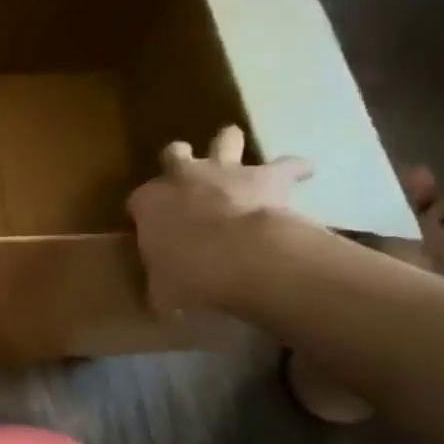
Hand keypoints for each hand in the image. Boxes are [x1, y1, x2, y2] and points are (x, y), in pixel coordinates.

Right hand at [125, 127, 313, 314]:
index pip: (139, 200)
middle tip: (187, 169)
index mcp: (149, 203)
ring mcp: (224, 171)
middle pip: (174, 154)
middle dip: (179, 157)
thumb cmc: (188, 274)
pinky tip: (304, 172)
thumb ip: (161, 289)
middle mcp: (182, 177)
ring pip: (225, 140)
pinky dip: (295, 169)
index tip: (151, 224)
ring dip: (230, 144)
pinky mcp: (266, 176)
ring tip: (238, 149)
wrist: (237, 256)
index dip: (145, 211)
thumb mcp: (163, 291)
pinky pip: (287, 165)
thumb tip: (163, 303)